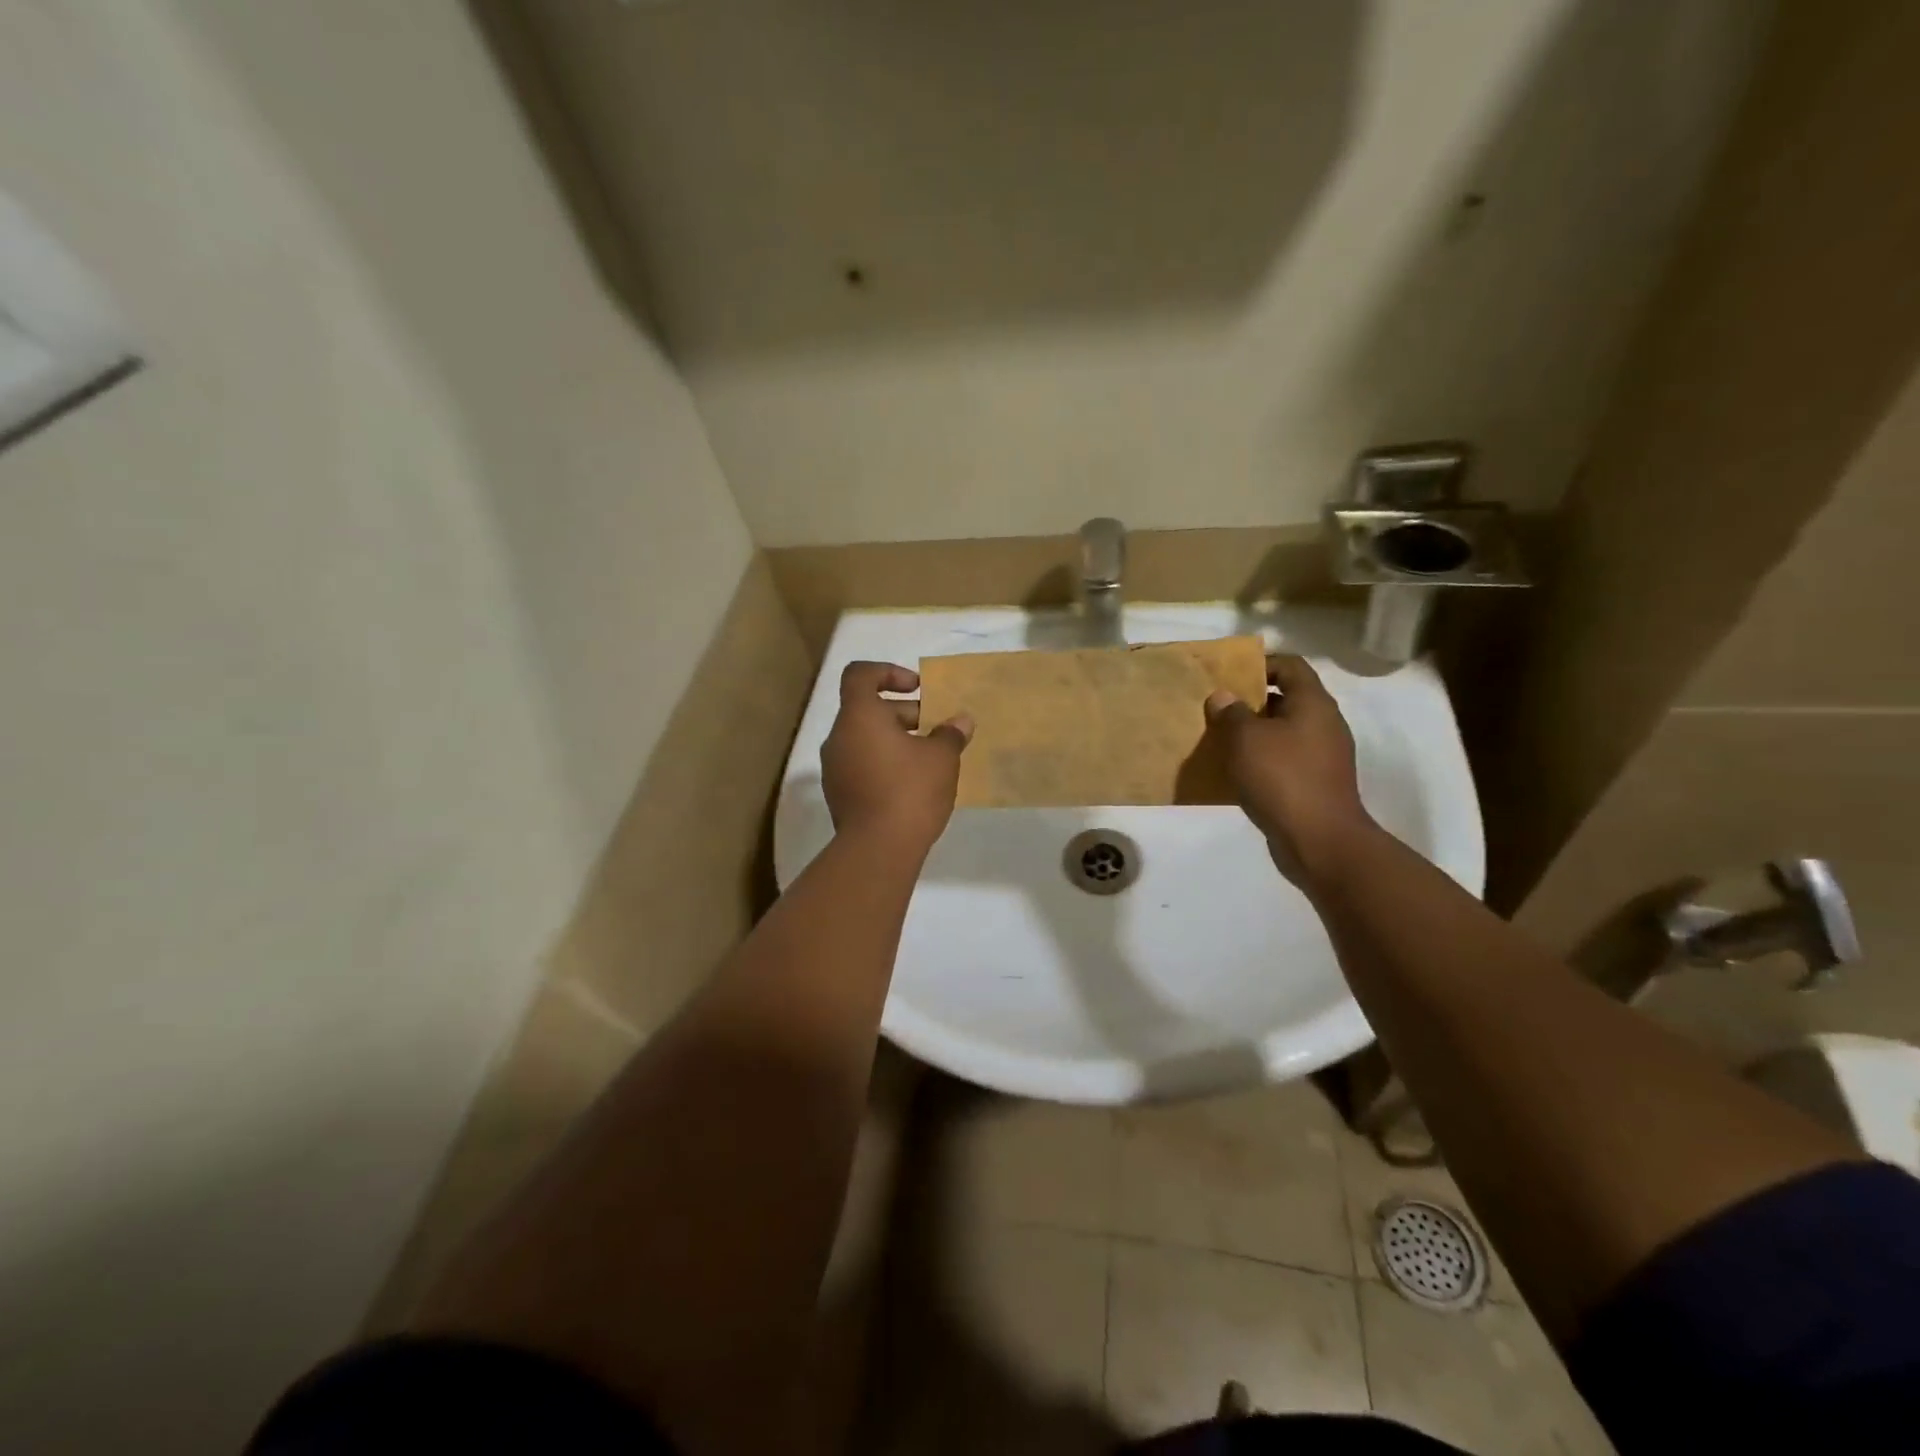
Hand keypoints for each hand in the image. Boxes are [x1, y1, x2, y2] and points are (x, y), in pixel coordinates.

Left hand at [821, 662, 973, 854]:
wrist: (878, 849)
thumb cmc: (910, 790)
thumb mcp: (941, 758)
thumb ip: (950, 733)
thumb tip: (960, 721)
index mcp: (859, 716)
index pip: (860, 675)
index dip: (888, 672)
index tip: (917, 688)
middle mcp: (839, 737)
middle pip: (867, 710)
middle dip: (904, 713)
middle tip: (936, 730)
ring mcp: (834, 768)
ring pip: (865, 739)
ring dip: (895, 740)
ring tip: (929, 758)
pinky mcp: (839, 795)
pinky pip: (861, 765)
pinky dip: (884, 763)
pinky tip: (912, 784)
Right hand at [1204, 655, 1373, 885]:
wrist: (1320, 841)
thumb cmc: (1283, 778)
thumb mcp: (1245, 739)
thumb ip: (1231, 713)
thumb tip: (1223, 697)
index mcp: (1313, 704)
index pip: (1290, 665)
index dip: (1260, 664)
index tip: (1228, 676)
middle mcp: (1324, 724)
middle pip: (1286, 698)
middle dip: (1251, 701)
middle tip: (1217, 709)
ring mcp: (1323, 756)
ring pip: (1283, 731)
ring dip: (1254, 733)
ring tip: (1220, 740)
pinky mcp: (1316, 783)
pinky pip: (1285, 759)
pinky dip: (1262, 759)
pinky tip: (1237, 771)